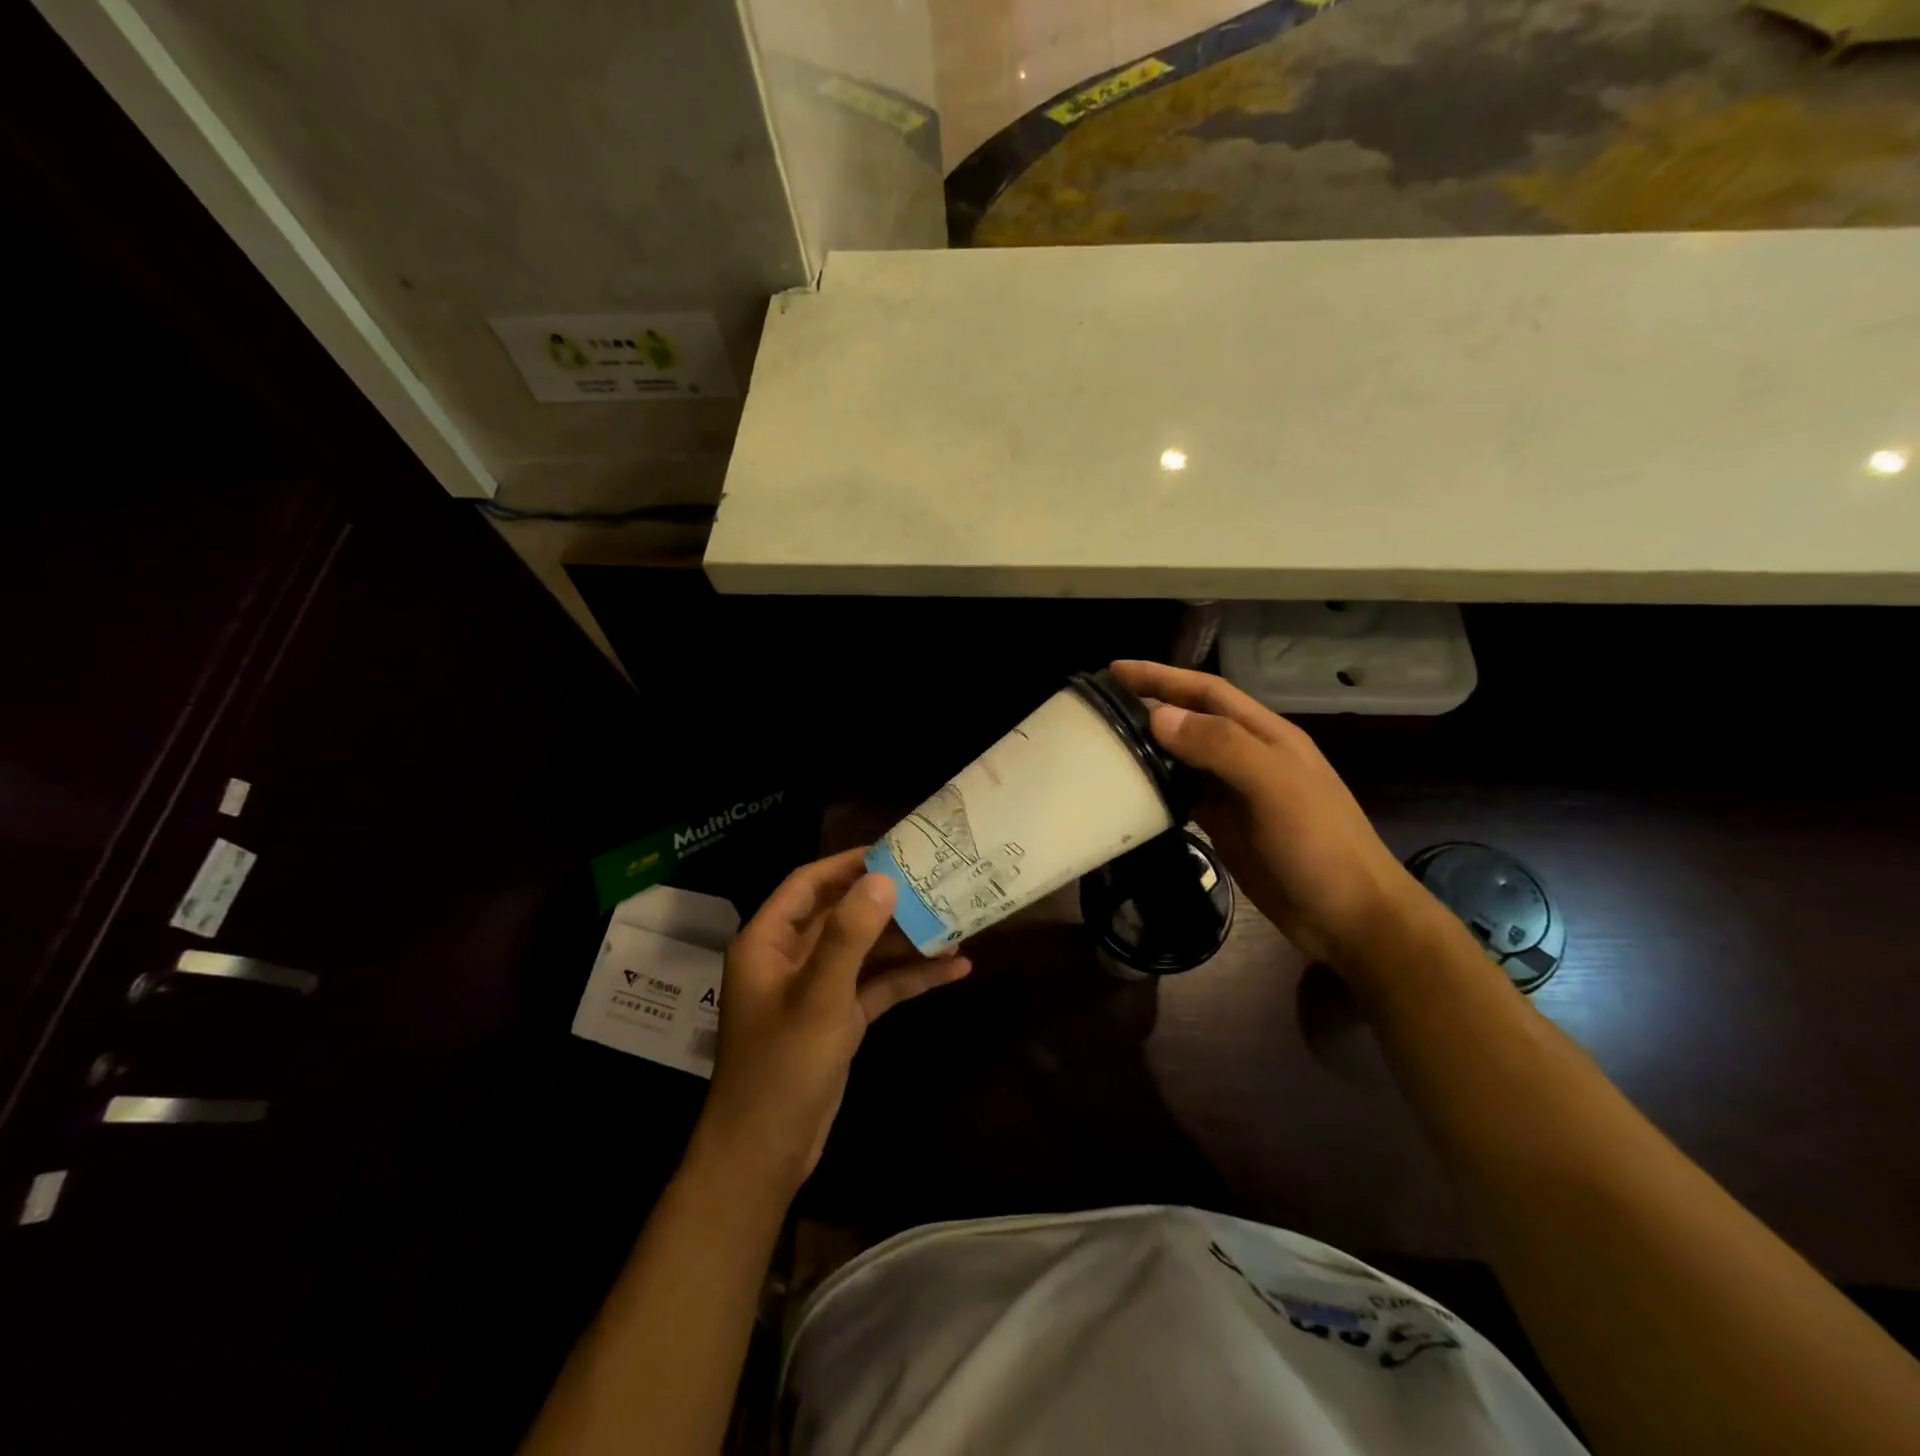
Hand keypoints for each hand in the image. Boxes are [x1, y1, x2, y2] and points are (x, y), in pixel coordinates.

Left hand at [693, 849, 971, 1196]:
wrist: (766, 1154)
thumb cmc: (781, 1067)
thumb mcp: (818, 996)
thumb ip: (849, 936)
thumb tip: (883, 879)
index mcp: (768, 942)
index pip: (809, 884)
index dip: (848, 864)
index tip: (895, 850)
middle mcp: (792, 958)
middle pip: (844, 915)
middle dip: (888, 902)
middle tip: (937, 881)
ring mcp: (818, 989)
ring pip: (866, 951)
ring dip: (906, 941)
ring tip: (957, 922)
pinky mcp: (839, 1018)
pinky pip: (877, 986)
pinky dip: (909, 977)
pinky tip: (953, 970)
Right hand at [1111, 660, 1431, 972]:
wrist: (1349, 917)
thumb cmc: (1319, 845)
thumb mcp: (1275, 786)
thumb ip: (1221, 746)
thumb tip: (1157, 716)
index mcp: (1265, 735)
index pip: (1206, 692)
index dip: (1163, 676)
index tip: (1114, 671)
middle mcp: (1247, 756)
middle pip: (1191, 721)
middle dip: (1149, 706)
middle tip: (1098, 707)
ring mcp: (1236, 793)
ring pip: (1184, 758)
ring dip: (1149, 747)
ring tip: (1103, 744)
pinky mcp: (1225, 826)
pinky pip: (1184, 796)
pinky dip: (1157, 787)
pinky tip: (1130, 790)